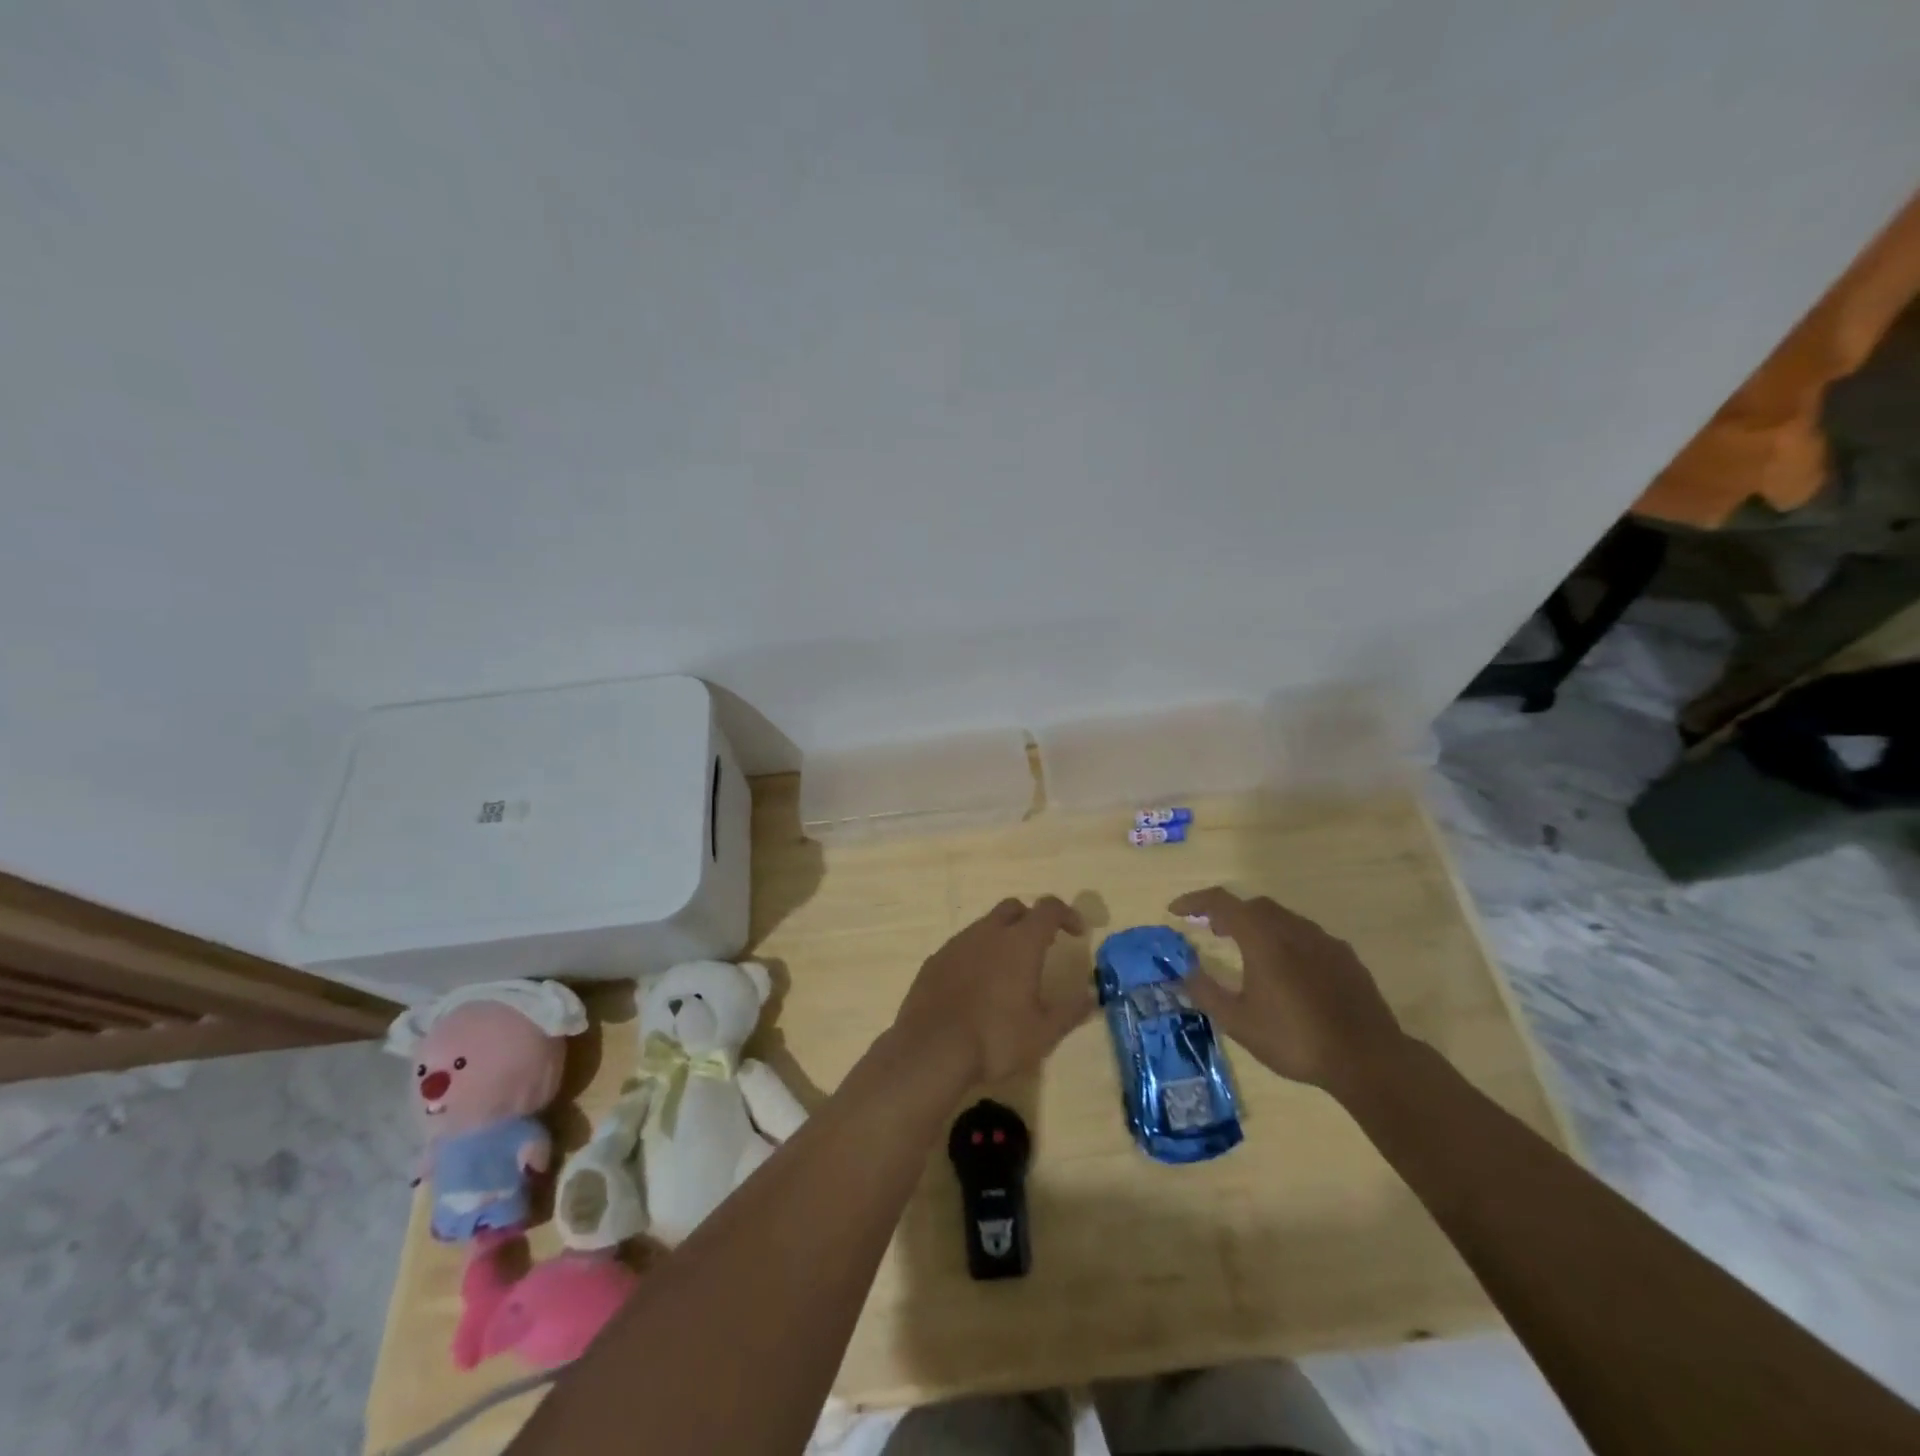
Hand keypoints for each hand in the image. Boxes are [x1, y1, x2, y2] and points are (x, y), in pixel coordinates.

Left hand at [890, 896, 1094, 1085]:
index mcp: (1020, 942)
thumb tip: (1092, 996)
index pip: (1048, 909)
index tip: (1076, 932)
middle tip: (1041, 947)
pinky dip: (976, 956)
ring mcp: (957, 944)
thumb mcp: (1043, 1032)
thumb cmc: (995, 1039)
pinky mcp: (934, 960)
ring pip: (985, 926)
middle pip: (1013, 908)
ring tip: (1008, 972)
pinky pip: (962, 947)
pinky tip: (976, 987)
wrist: (930, 1049)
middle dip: (1031, 920)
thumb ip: (1070, 1011)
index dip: (1067, 914)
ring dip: (1002, 938)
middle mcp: (988, 932)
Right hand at [1168, 886, 1408, 1095]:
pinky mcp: (1346, 957)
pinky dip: (1286, 941)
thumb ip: (1208, 993)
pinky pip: (1307, 937)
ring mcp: (1324, 941)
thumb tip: (1186, 972)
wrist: (1369, 1059)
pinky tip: (1289, 971)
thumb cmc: (1295, 1039)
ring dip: (1259, 926)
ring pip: (1283, 919)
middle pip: (1254, 906)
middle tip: (1213, 931)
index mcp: (1262, 938)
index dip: (1195, 902)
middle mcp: (1292, 929)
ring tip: (1248, 951)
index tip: (1176, 911)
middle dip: (1229, 913)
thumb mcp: (1239, 1023)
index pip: (1222, 902)